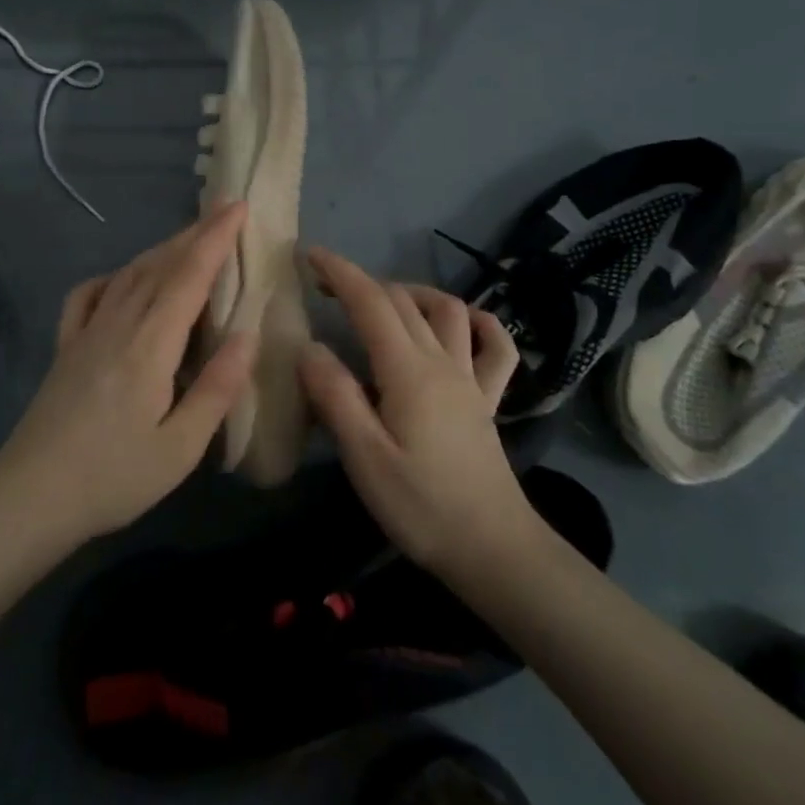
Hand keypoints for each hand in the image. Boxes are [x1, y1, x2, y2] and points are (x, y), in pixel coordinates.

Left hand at [0, 204, 255, 547]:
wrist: (30, 496)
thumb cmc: (113, 477)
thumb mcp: (179, 448)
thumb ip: (217, 388)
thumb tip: (248, 335)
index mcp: (150, 345)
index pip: (189, 276)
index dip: (216, 239)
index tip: (238, 207)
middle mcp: (118, 324)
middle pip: (160, 265)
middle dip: (195, 234)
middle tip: (224, 211)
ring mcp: (86, 332)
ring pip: (129, 274)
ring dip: (162, 250)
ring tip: (188, 237)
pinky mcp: (66, 346)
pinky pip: (89, 295)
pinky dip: (112, 276)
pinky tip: (122, 278)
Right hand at [298, 248, 531, 574]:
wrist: (494, 550)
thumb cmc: (421, 506)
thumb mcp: (364, 457)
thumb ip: (335, 396)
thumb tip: (309, 347)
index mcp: (408, 370)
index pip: (370, 302)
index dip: (339, 272)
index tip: (308, 254)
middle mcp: (442, 361)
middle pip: (402, 300)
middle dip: (362, 281)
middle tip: (325, 286)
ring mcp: (471, 378)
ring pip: (448, 310)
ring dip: (413, 293)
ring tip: (383, 302)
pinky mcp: (488, 400)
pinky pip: (497, 348)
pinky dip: (482, 324)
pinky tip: (464, 324)